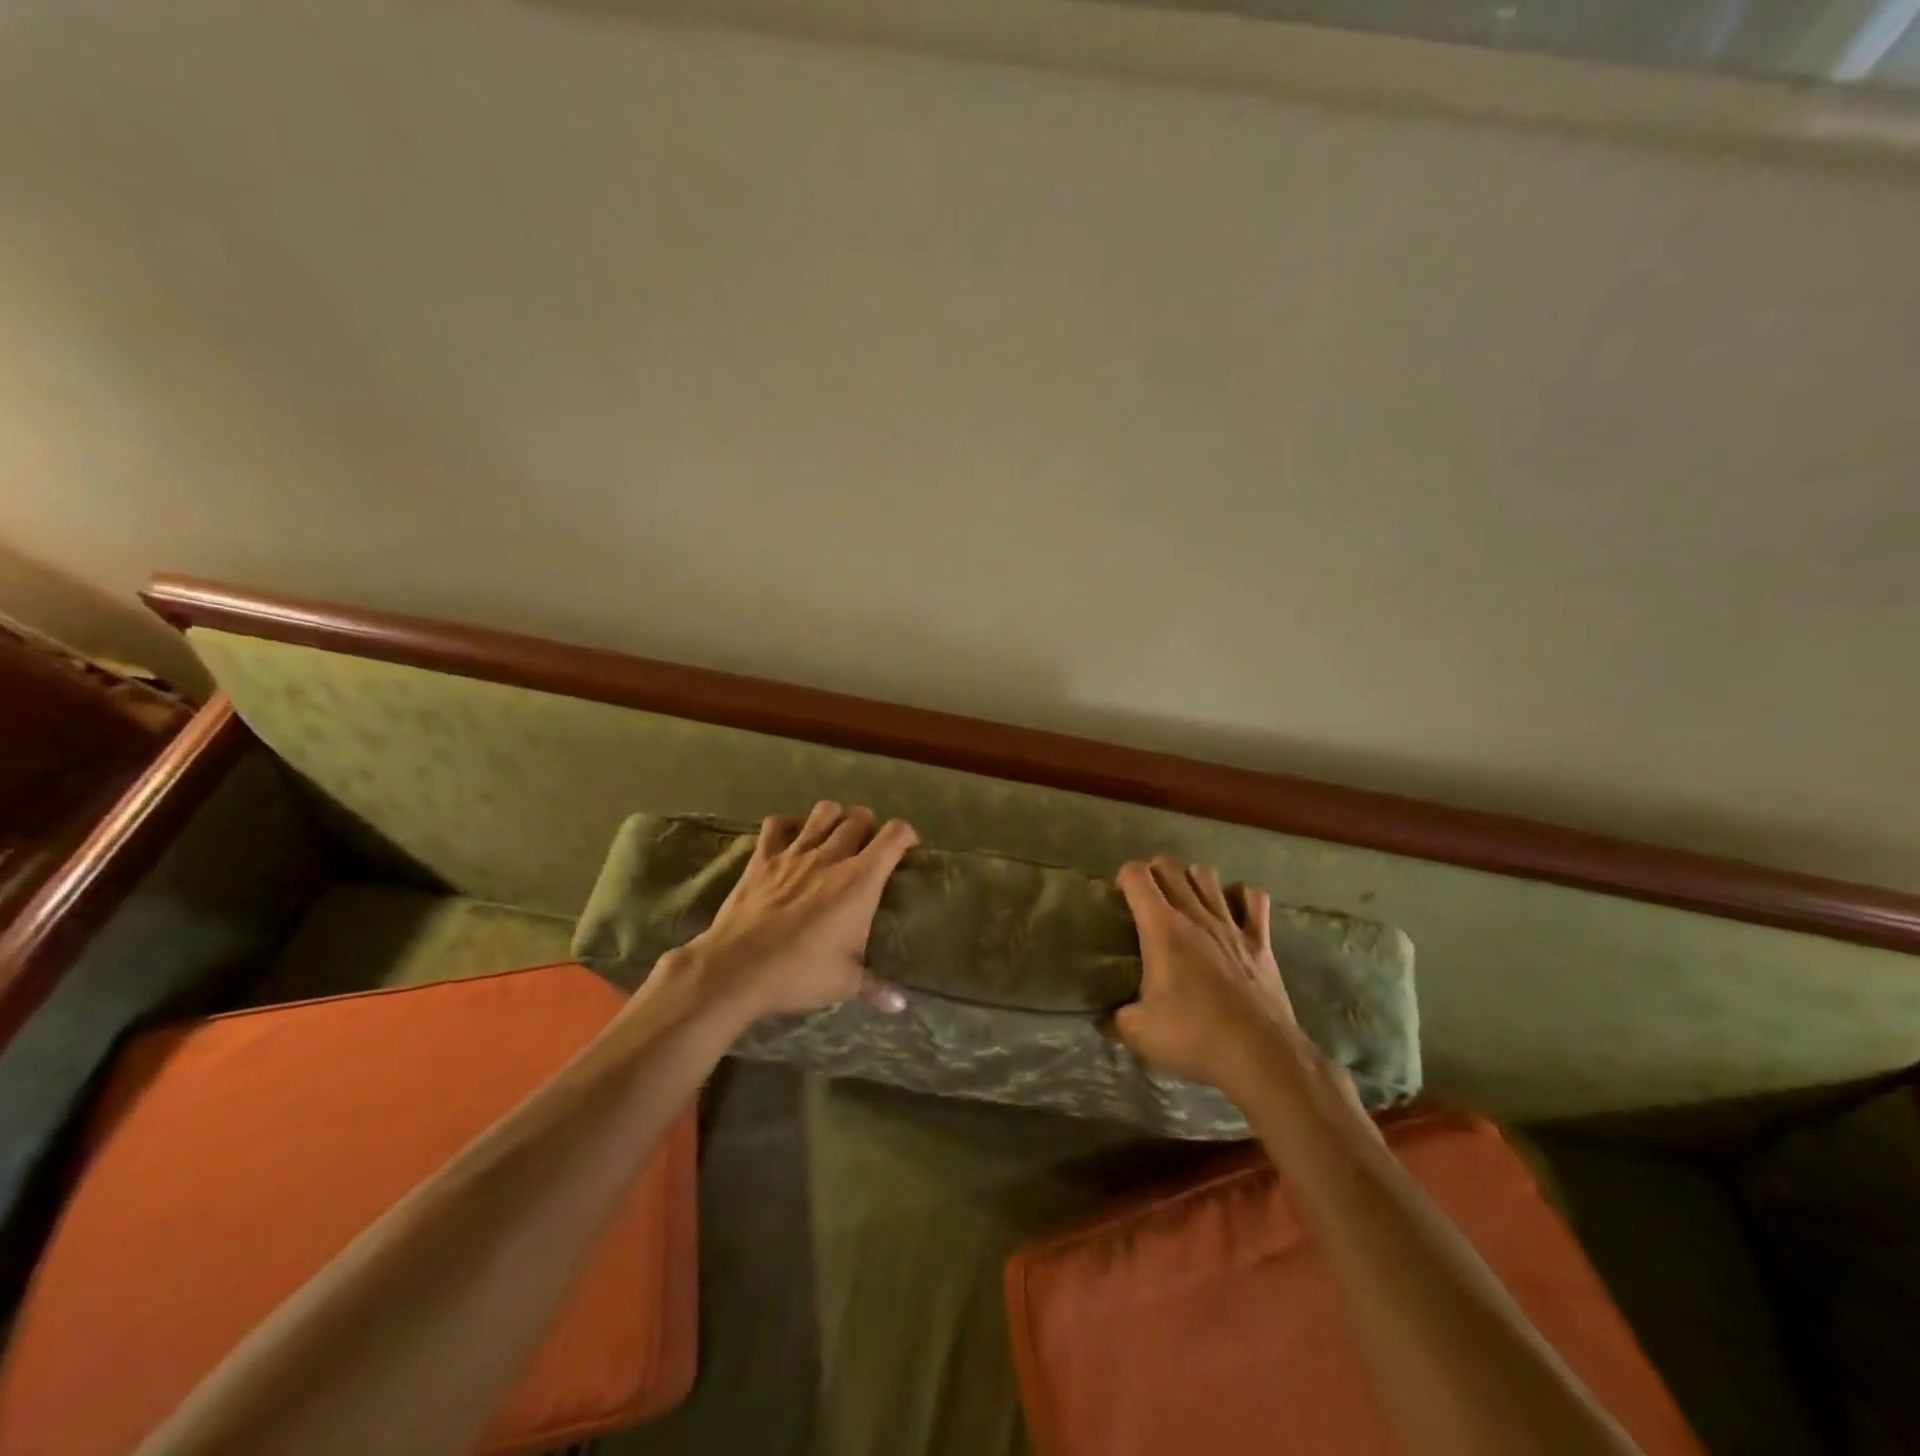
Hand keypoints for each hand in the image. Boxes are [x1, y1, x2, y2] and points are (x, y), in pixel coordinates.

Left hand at [668, 801, 918, 1023]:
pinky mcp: (763, 858)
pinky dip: (788, 825)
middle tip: (869, 847)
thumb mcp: (846, 983)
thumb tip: (902, 1005)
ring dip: (834, 817)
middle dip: (870, 826)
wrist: (738, 968)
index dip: (907, 835)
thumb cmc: (800, 972)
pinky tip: (791, 838)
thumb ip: (877, 987)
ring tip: (835, 834)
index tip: (909, 848)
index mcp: (860, 880)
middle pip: (859, 818)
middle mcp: (832, 856)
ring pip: (823, 812)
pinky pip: (776, 824)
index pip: (894, 836)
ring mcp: (795, 853)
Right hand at [1109, 857, 1299, 1097]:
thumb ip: (1115, 1019)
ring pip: (1208, 875)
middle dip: (1153, 873)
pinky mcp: (1261, 941)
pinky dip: (1241, 897)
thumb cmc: (1195, 1037)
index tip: (1120, 900)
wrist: (1261, 1056)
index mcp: (1162, 929)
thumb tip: (1102, 1019)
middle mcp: (1195, 915)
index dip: (1123, 879)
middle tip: (1147, 900)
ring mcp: (1231, 924)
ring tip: (1186, 901)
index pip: (1136, 876)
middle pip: (1169, 866)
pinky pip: (1254, 899)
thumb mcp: (1139, 1033)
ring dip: (1192, 880)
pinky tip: (1232, 911)